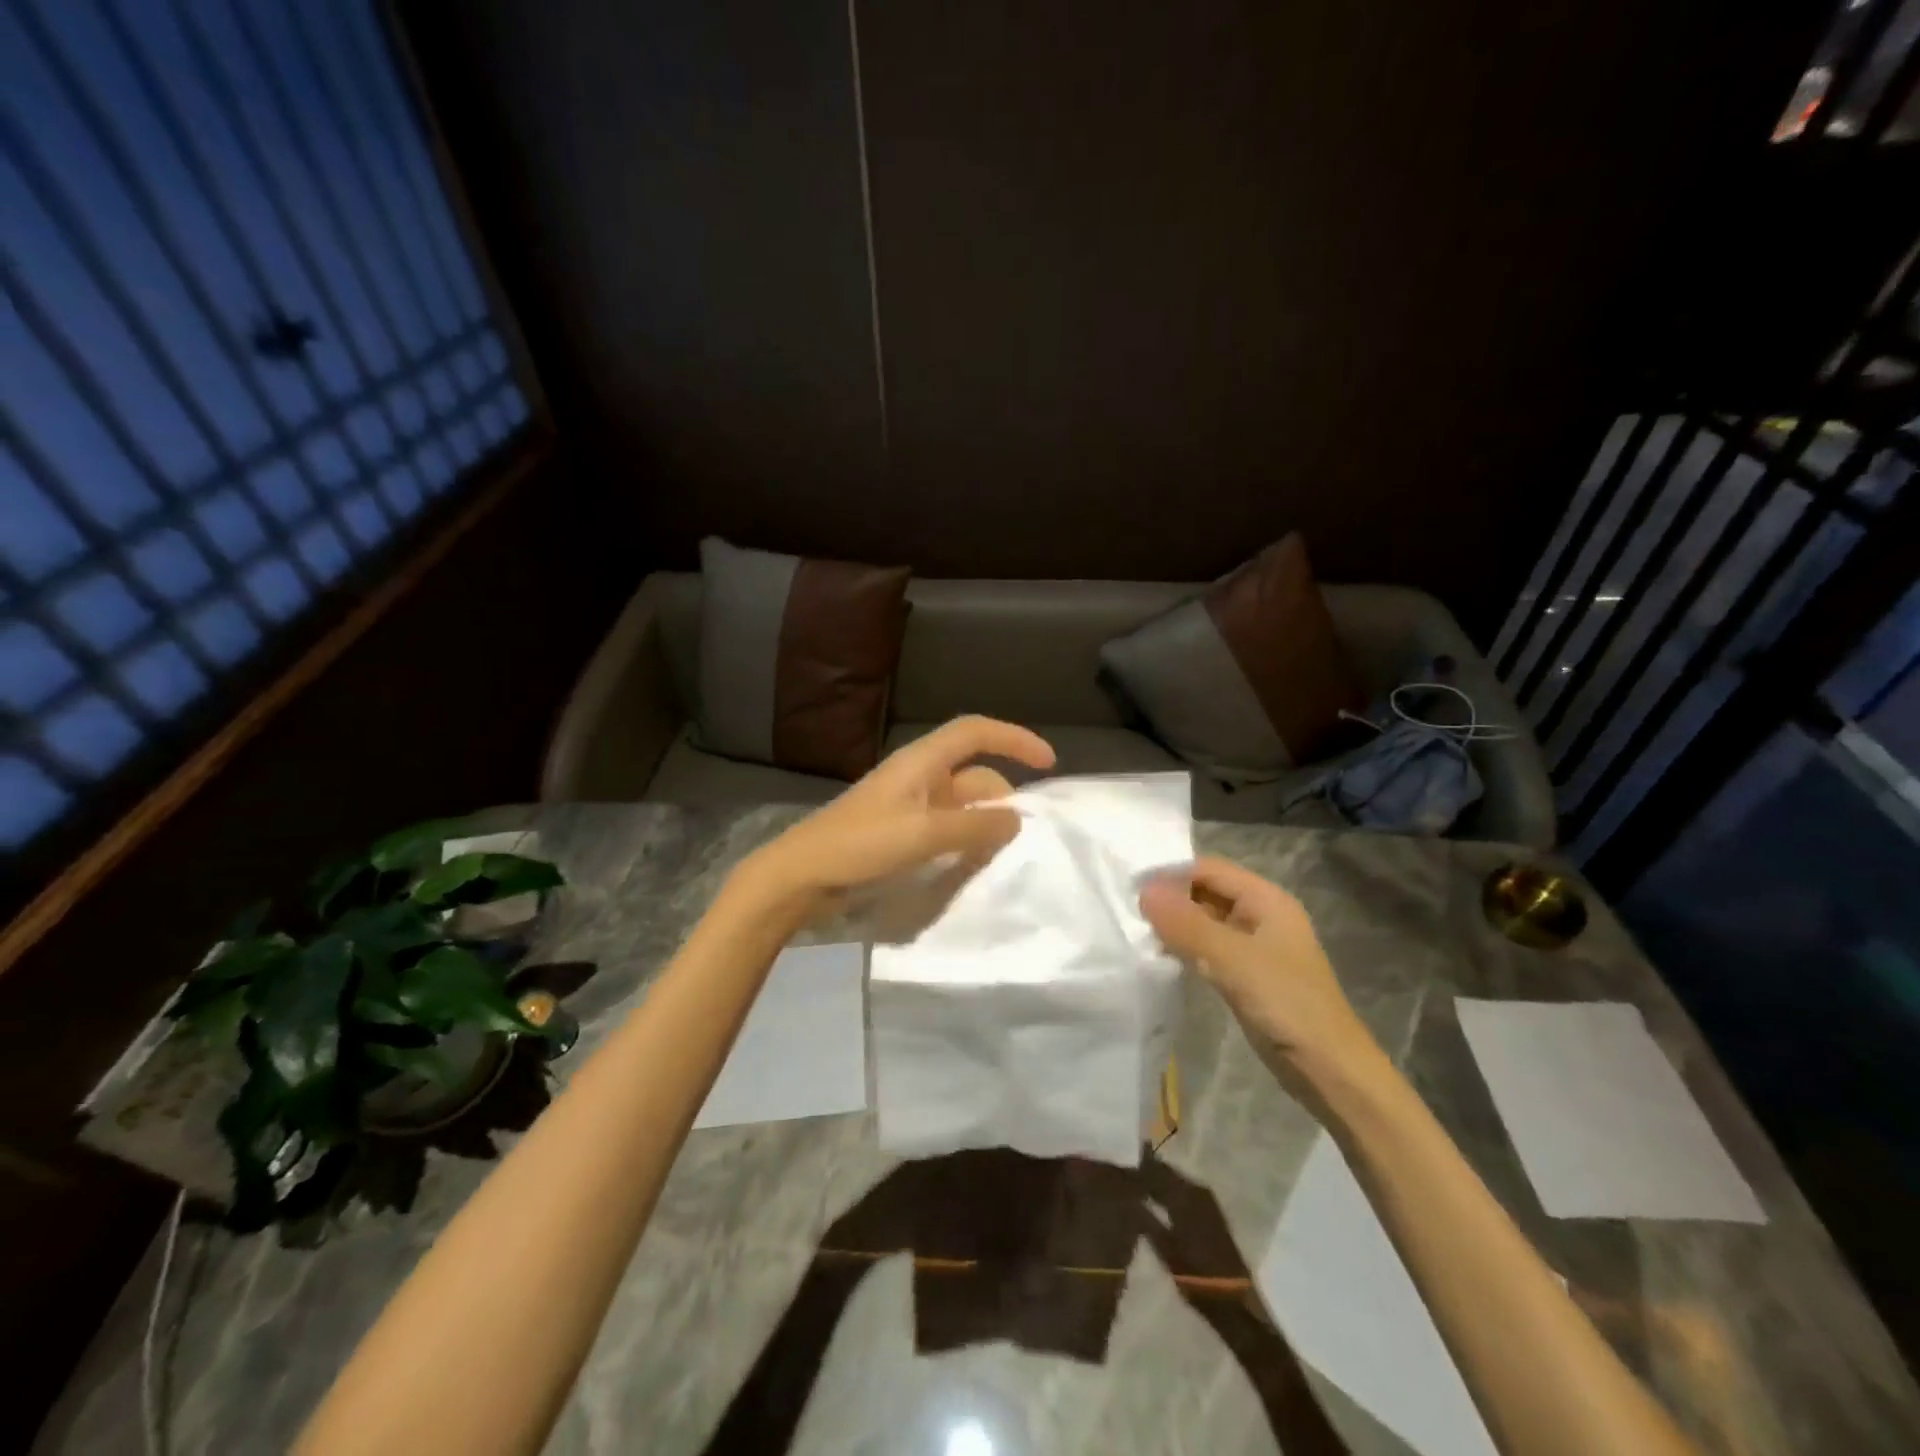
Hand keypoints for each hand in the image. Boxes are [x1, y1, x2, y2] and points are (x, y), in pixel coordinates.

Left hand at [740, 716, 1055, 915]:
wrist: (800, 877)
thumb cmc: (860, 846)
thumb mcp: (923, 835)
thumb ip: (974, 829)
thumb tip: (1016, 820)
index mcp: (921, 762)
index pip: (975, 732)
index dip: (1014, 739)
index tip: (1048, 763)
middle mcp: (918, 778)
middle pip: (974, 775)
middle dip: (1003, 799)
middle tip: (1026, 835)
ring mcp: (908, 806)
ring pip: (962, 807)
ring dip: (985, 825)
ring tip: (1005, 855)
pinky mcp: (900, 833)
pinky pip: (946, 829)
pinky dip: (965, 841)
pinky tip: (974, 865)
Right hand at [1140, 857, 1382, 1082]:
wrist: (1330, 1072)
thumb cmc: (1287, 1005)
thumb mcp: (1233, 960)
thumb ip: (1187, 924)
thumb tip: (1143, 890)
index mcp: (1266, 899)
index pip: (1208, 869)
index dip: (1171, 874)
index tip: (1131, 888)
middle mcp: (1260, 915)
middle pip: (1206, 892)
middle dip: (1171, 899)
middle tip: (1128, 911)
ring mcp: (1254, 947)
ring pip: (1205, 921)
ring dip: (1175, 924)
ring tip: (1136, 932)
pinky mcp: (1247, 975)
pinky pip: (1209, 948)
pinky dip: (1186, 947)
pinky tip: (1161, 956)